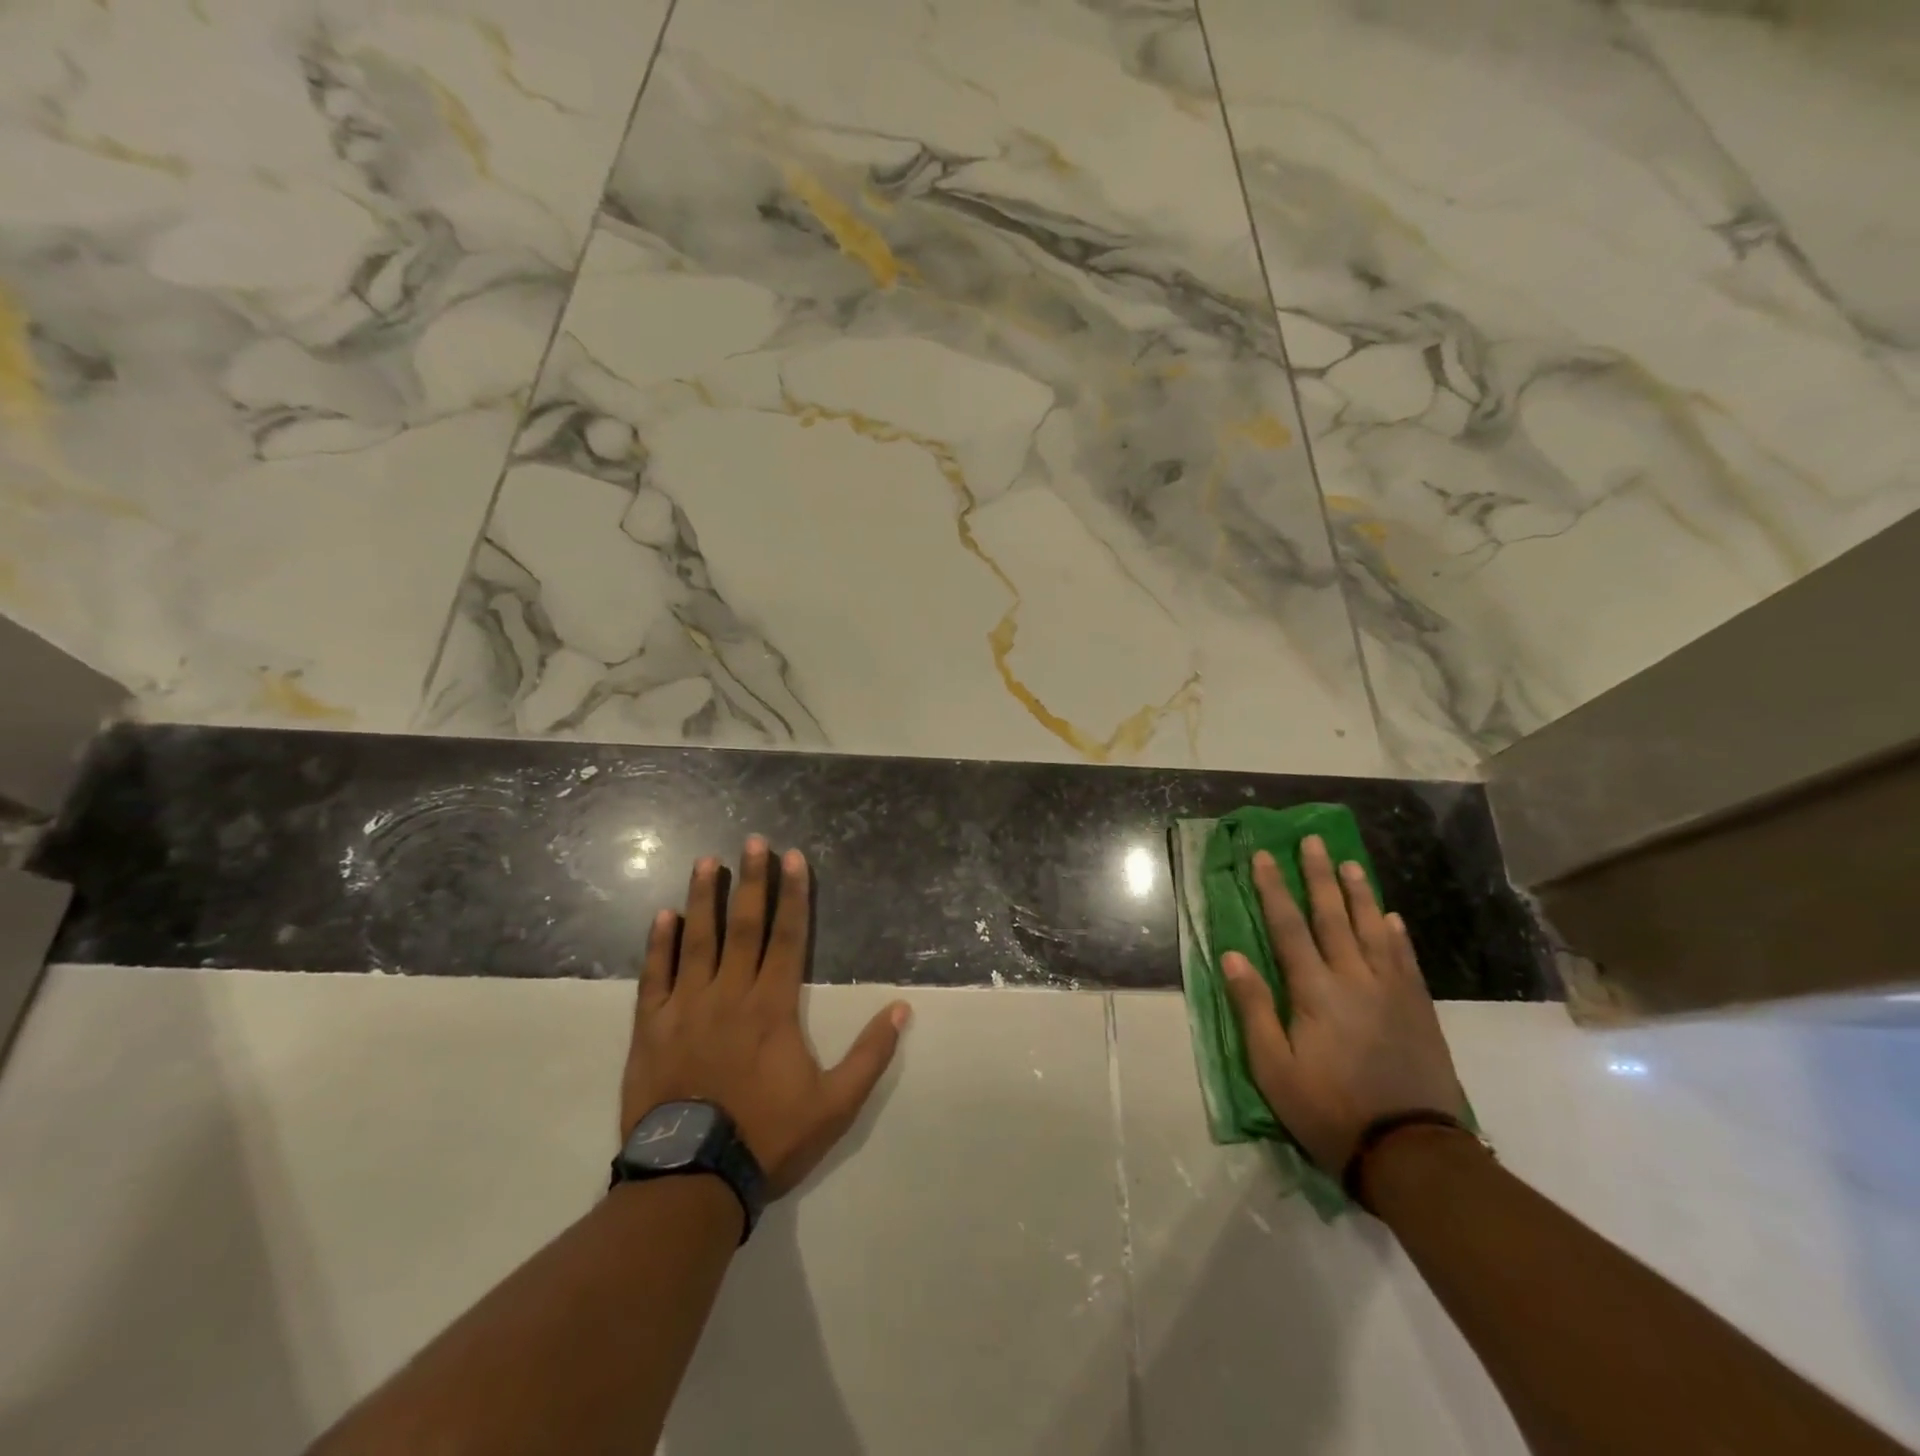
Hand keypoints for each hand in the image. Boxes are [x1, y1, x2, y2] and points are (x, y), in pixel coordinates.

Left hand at [623, 837, 909, 1196]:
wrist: (691, 1180)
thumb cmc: (768, 1137)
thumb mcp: (835, 1105)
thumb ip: (870, 1055)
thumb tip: (902, 1009)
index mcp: (774, 1006)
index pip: (789, 937)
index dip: (793, 894)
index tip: (793, 858)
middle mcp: (731, 994)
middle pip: (744, 926)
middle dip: (752, 881)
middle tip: (753, 841)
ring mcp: (687, 1007)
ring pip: (697, 940)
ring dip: (704, 898)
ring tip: (707, 862)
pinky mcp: (652, 1027)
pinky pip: (655, 976)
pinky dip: (659, 944)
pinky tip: (662, 915)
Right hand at [1221, 835, 1465, 1173]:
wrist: (1409, 1151)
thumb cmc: (1328, 1109)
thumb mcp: (1273, 1068)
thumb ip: (1253, 1007)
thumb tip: (1232, 955)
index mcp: (1314, 991)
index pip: (1289, 927)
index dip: (1273, 889)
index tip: (1264, 856)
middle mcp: (1354, 979)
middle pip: (1333, 916)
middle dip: (1319, 876)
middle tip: (1313, 841)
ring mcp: (1392, 992)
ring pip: (1373, 930)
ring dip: (1360, 894)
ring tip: (1351, 863)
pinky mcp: (1418, 1010)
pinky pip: (1406, 960)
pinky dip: (1397, 934)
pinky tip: (1391, 917)